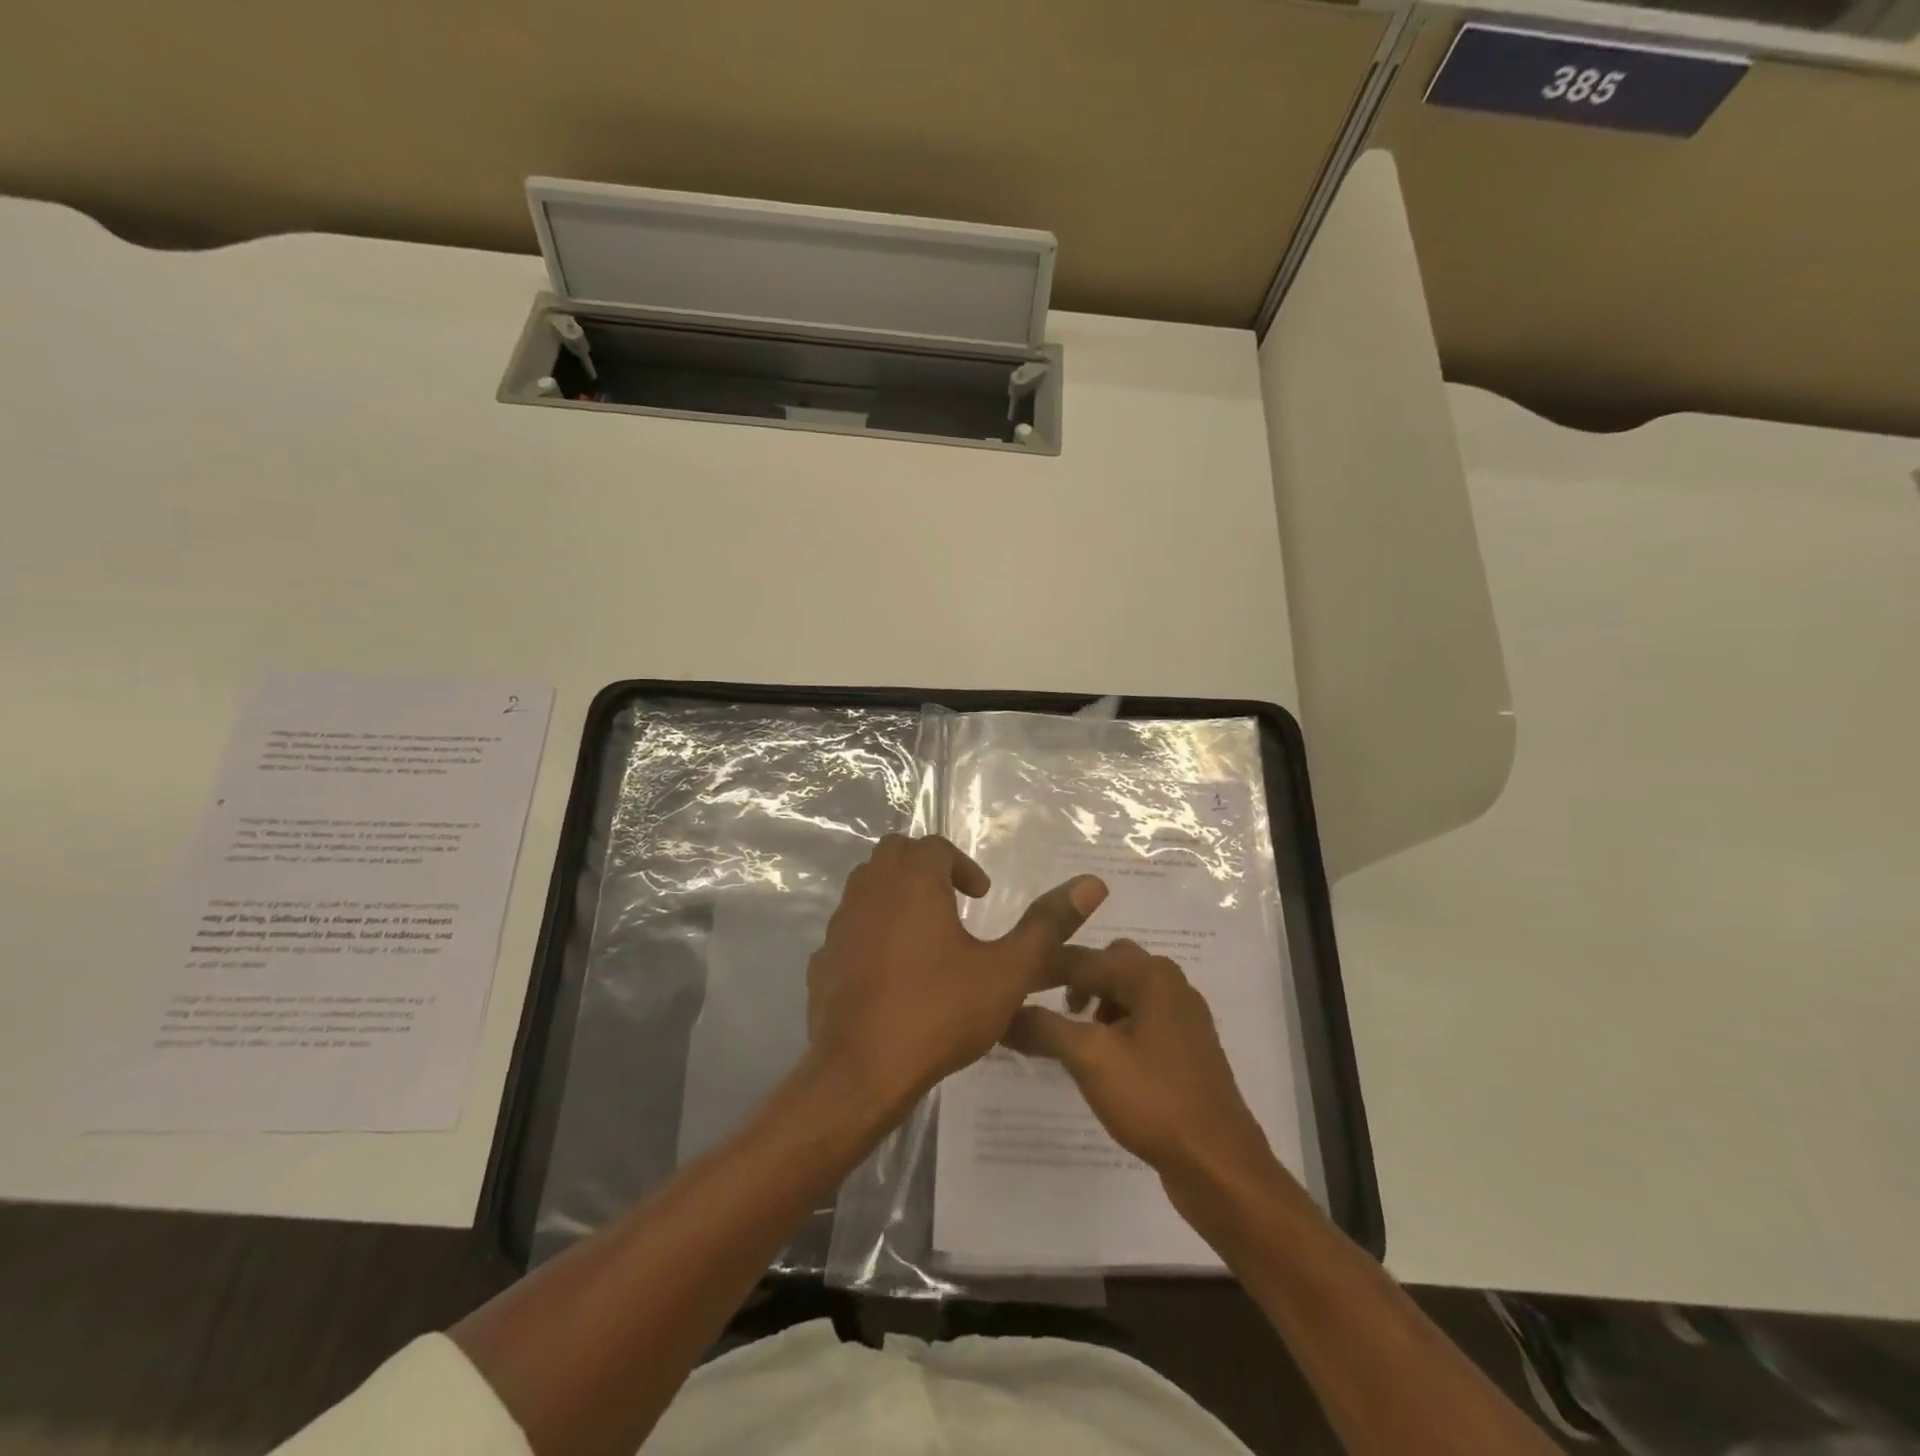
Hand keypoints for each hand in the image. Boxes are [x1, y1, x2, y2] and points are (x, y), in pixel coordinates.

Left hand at [805, 834, 1106, 1114]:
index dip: (962, 865)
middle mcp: (870, 890)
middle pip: (895, 854)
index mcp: (913, 881)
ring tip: (925, 935)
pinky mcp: (822, 958)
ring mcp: (840, 924)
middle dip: (926, 869)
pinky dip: (871, 932)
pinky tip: (891, 972)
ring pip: (867, 886)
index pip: (934, 846)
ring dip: (896, 896)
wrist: (861, 1072)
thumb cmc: (939, 1012)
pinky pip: (849, 928)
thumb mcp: (1006, 971)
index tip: (981, 896)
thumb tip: (1092, 884)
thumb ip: (1047, 926)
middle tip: (953, 903)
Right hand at [1005, 939, 1275, 1190]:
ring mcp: (1184, 1018)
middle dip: (1076, 982)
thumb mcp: (1088, 1058)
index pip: (1085, 957)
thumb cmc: (1154, 1099)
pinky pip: (1141, 1022)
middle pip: (1110, 967)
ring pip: (1126, 995)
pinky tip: (1102, 1061)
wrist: (1219, 1165)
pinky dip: (1116, 1029)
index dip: (1045, 968)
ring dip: (1096, 1005)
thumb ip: (1043, 1027)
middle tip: (1047, 1009)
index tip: (1010, 982)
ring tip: (1073, 1038)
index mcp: (1151, 975)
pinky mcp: (1187, 1050)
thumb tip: (1003, 1013)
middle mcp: (1171, 985)